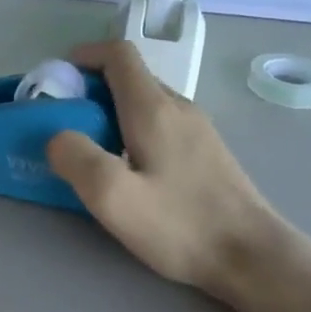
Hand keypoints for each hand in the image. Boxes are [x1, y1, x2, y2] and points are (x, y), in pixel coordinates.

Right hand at [48, 42, 286, 299]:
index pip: (118, 54)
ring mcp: (198, 129)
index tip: (58, 81)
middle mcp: (179, 107)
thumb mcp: (113, 197)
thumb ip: (76, 158)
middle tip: (65, 122)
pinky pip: (161, 124)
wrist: (253, 257)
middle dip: (91, 89)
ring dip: (111, 111)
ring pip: (146, 102)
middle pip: (130, 77)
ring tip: (91, 148)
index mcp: (153, 108)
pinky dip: (132, 130)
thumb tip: (58, 137)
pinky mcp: (206, 152)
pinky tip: (128, 169)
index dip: (84, 56)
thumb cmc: (180, 224)